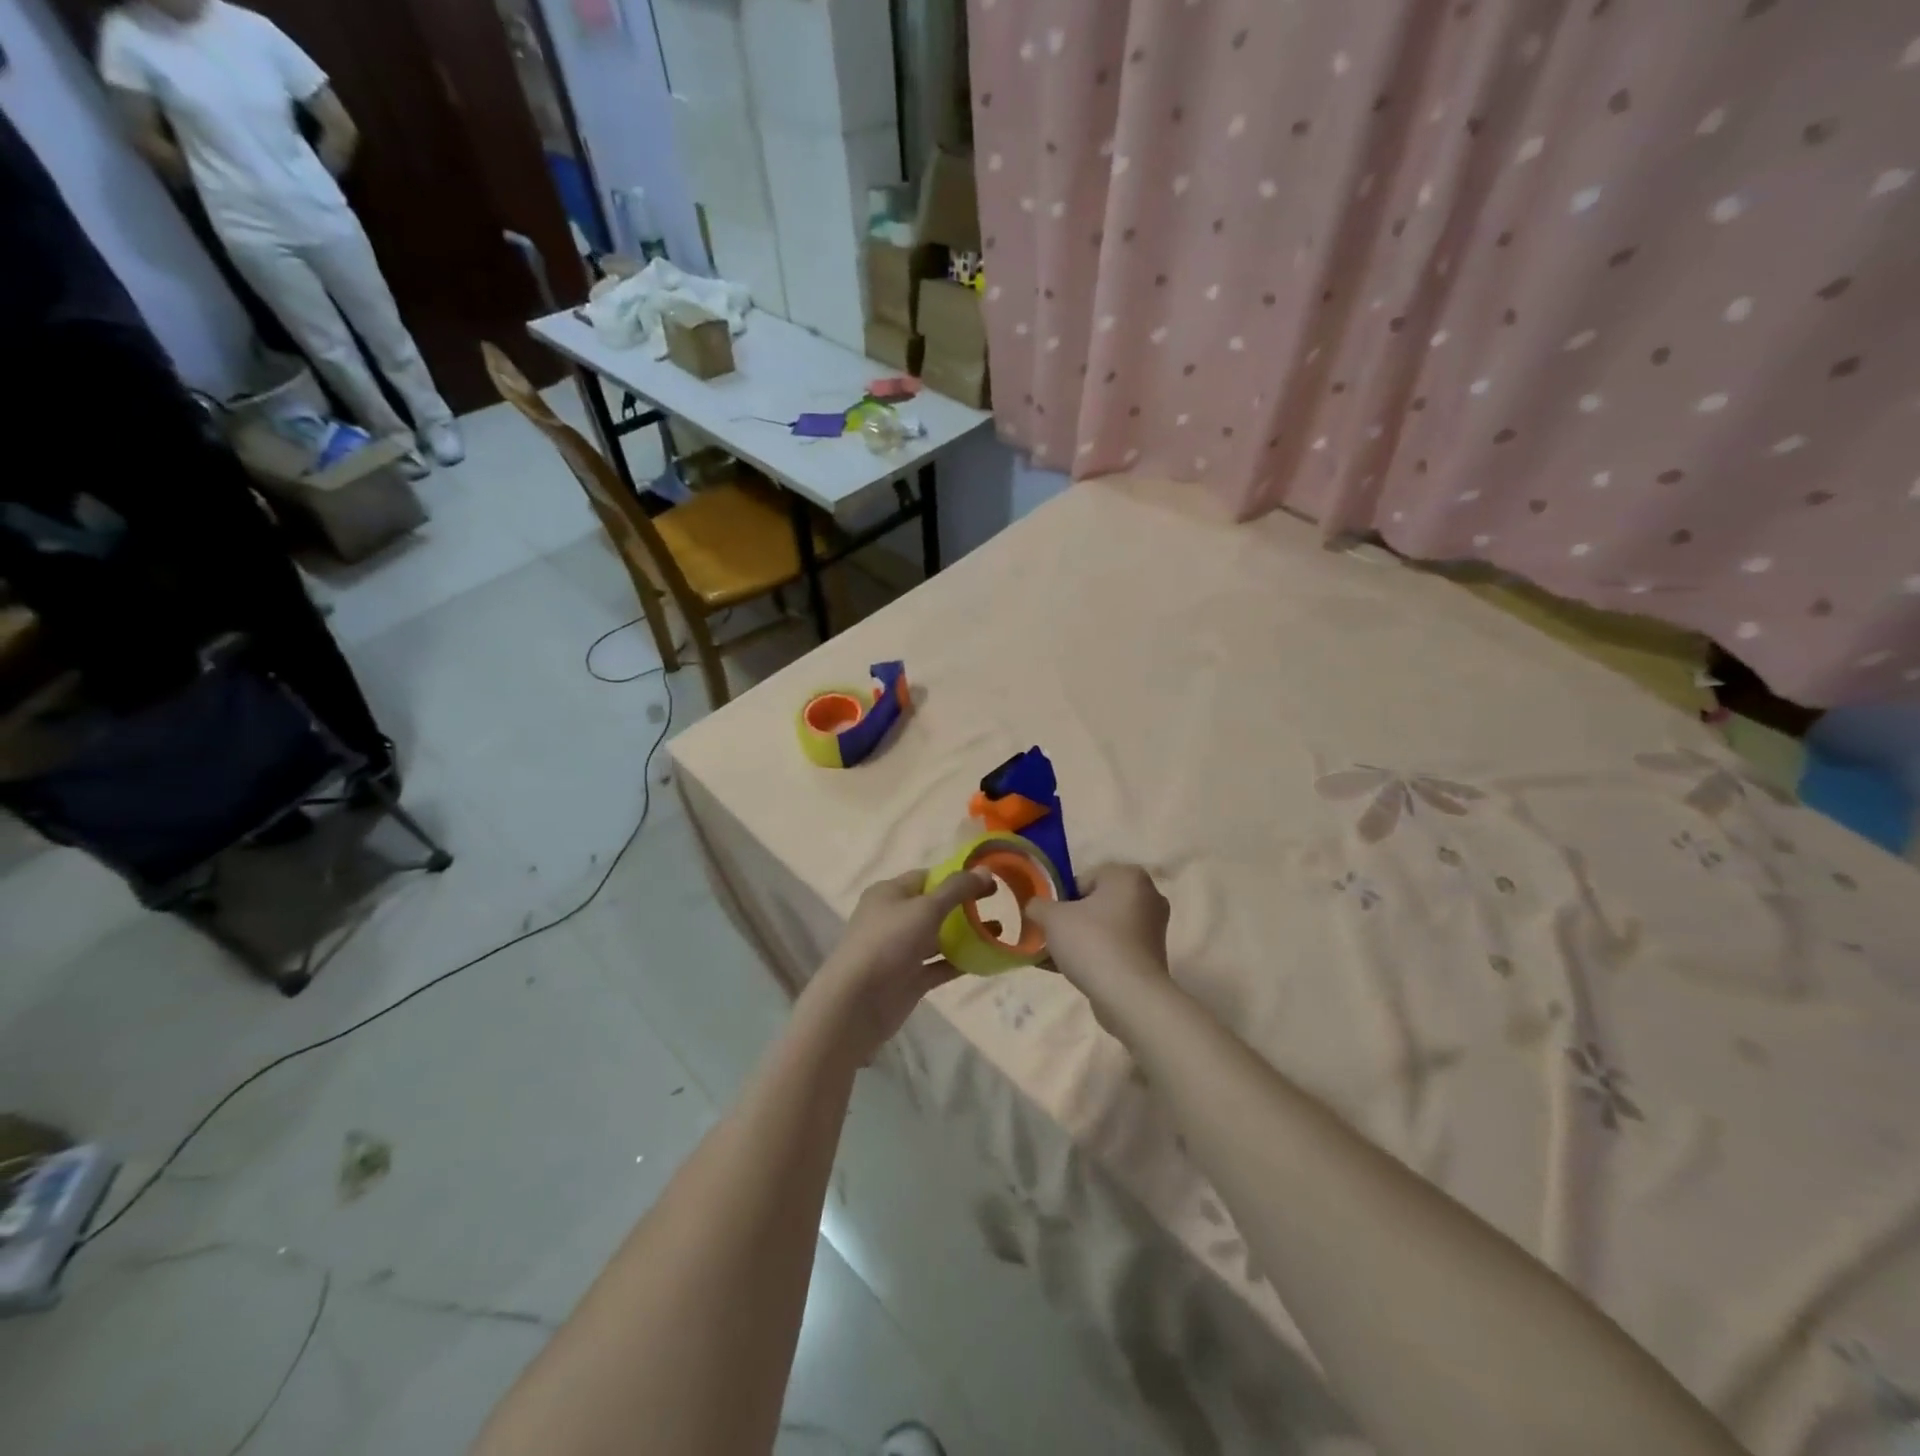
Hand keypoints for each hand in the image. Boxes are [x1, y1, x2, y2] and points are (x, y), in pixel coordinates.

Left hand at [802, 868, 992, 1063]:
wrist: (857, 1002)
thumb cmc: (889, 942)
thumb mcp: (926, 908)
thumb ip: (957, 889)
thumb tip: (985, 870)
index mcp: (889, 893)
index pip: (927, 877)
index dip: (957, 876)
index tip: (988, 880)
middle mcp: (893, 918)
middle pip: (934, 906)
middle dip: (964, 904)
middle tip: (998, 902)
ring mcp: (901, 950)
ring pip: (938, 937)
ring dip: (966, 934)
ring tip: (999, 931)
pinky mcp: (909, 978)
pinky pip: (939, 965)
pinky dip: (960, 961)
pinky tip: (987, 958)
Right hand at [1028, 865, 1172, 1022]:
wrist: (1129, 996)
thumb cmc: (1092, 943)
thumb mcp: (1052, 918)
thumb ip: (1038, 905)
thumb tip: (1035, 907)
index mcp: (1128, 876)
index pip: (1084, 879)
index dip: (1061, 899)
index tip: (1050, 920)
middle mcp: (1148, 896)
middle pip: (1096, 904)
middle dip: (1072, 920)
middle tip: (1052, 938)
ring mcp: (1153, 928)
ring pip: (1105, 928)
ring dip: (1081, 940)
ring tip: (1057, 960)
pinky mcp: (1152, 956)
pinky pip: (1116, 948)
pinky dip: (1097, 956)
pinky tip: (1072, 972)